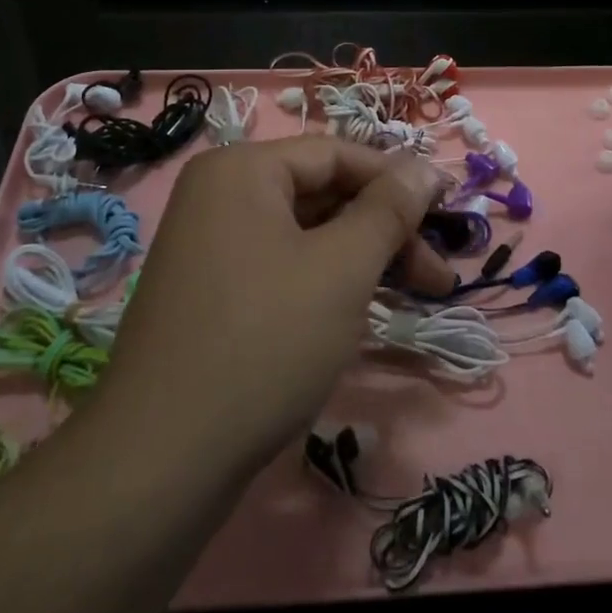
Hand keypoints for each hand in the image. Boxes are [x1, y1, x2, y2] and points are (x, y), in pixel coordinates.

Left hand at [99, 138, 451, 469]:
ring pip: (305, 235)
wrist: (162, 458)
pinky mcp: (211, 292)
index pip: (337, 154)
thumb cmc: (265, 341)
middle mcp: (219, 196)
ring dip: (362, 259)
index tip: (449, 216)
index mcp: (242, 170)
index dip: (398, 180)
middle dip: (385, 230)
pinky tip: (358, 313)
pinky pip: (281, 267)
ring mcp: (210, 246)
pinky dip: (325, 281)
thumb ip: (389, 210)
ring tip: (413, 296)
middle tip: (438, 276)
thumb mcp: (342, 268)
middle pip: (322, 194)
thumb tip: (425, 168)